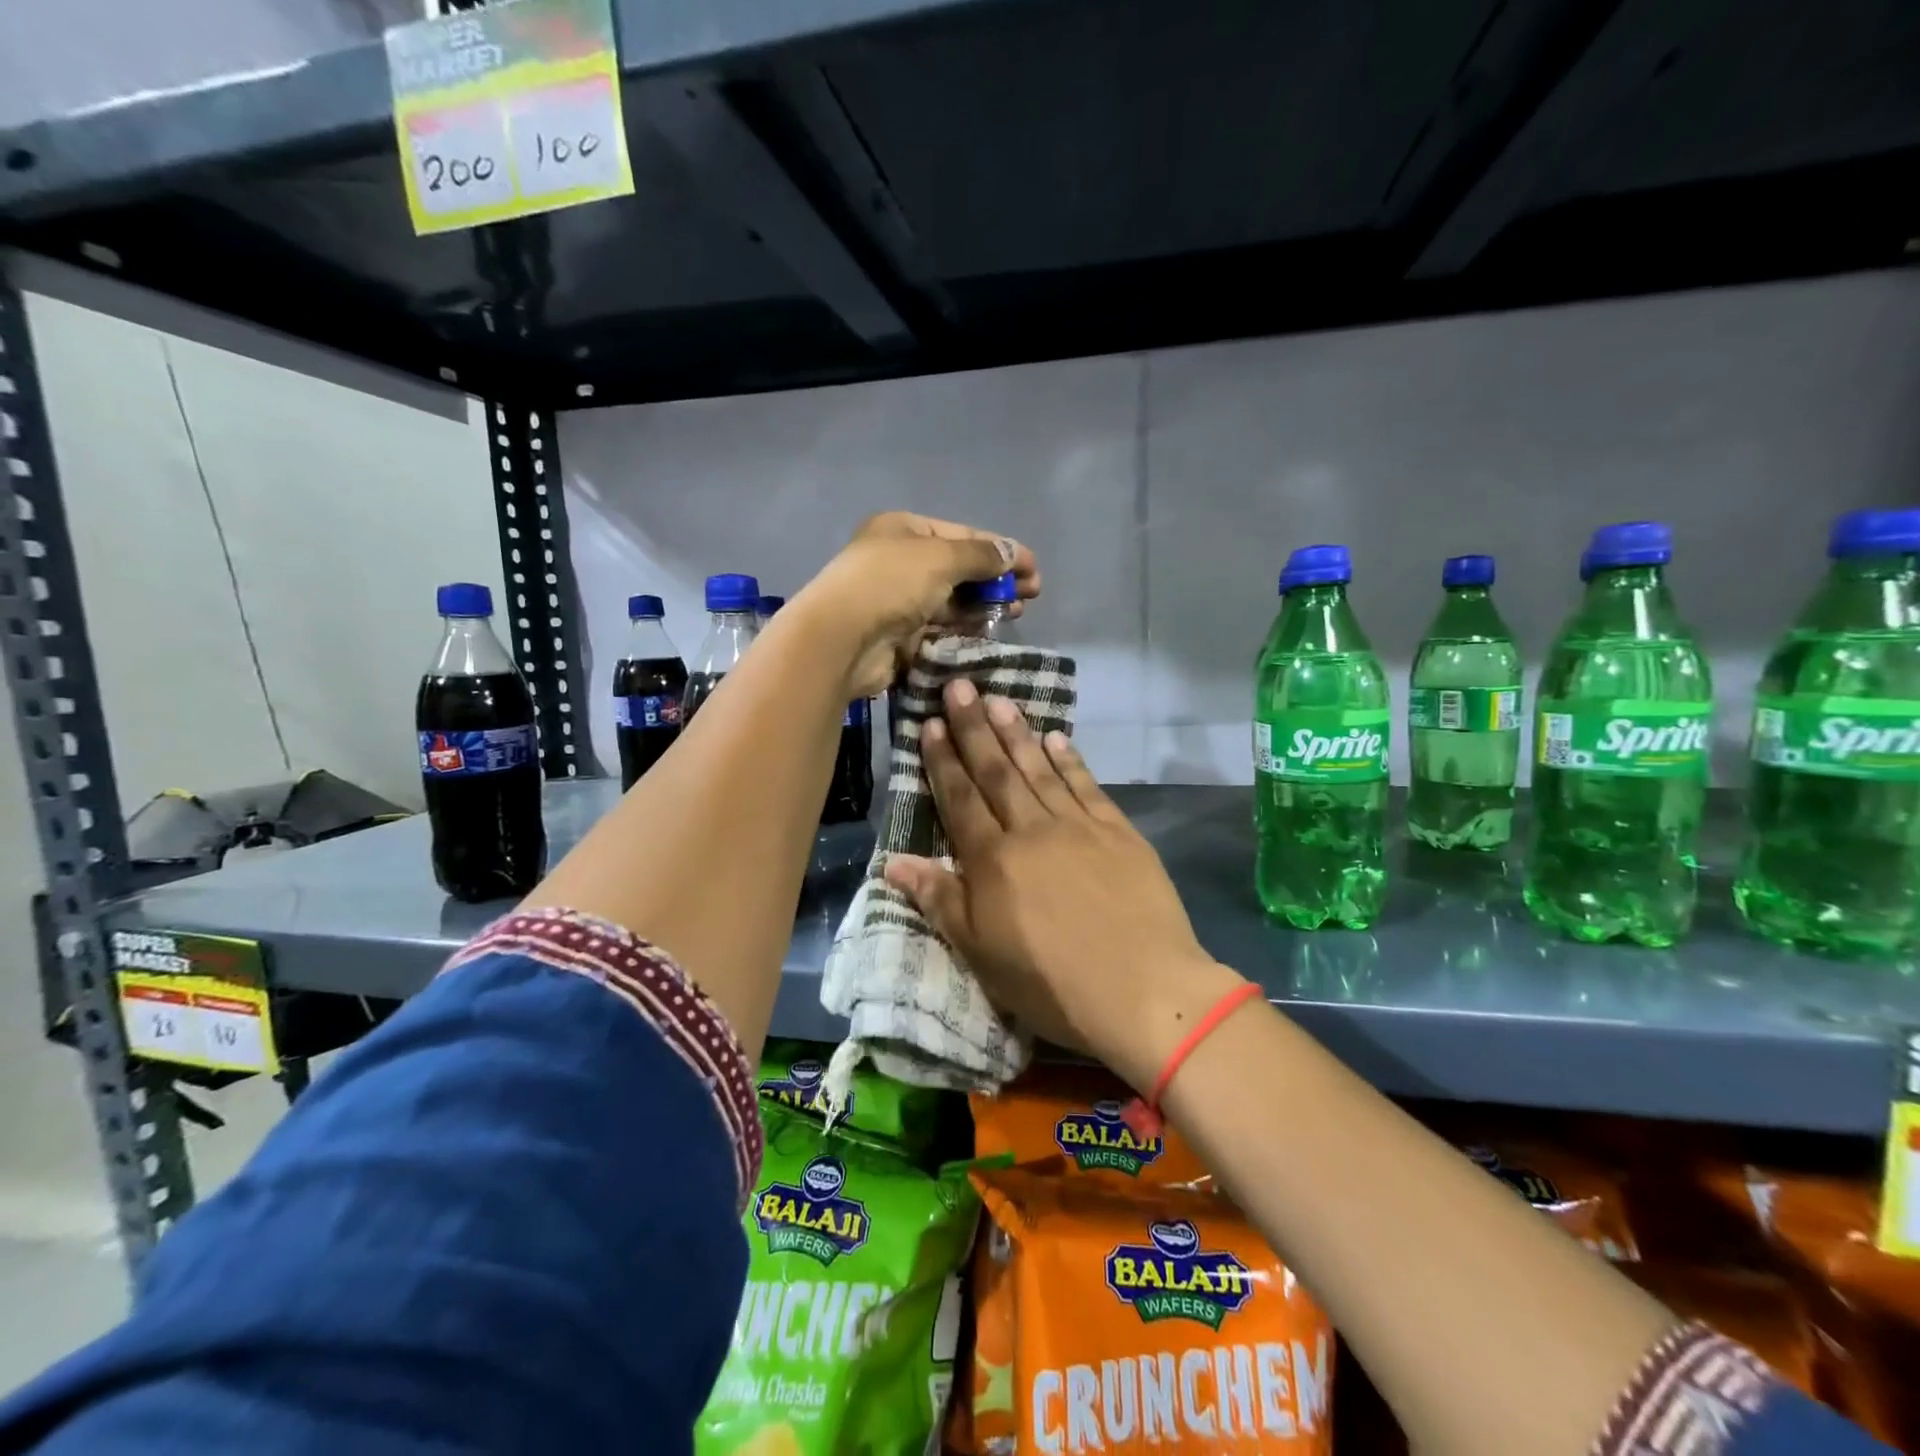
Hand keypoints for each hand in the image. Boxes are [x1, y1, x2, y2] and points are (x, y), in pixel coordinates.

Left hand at [794, 513, 1039, 697]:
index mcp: (904, 529)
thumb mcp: (942, 558)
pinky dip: (964, 628)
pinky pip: (940, 628)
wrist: (841, 639)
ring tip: (1015, 613)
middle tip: (1030, 595)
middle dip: (996, 579)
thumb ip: (981, 555)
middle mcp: (900, 561)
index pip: (962, 535)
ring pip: (951, 600)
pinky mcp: (899, 635)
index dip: (1002, 549)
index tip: (1034, 569)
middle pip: (959, 568)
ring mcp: (898, 600)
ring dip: (984, 605)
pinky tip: (989, 632)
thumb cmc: (891, 583)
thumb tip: (1013, 553)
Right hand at [884, 679, 1246, 1091]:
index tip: (930, 723)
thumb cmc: (1050, 981)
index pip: (960, 799)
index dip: (942, 760)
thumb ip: (939, 900)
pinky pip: (1087, 786)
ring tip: (999, 699)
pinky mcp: (1118, 832)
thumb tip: (892, 861)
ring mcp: (1078, 826)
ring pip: (1039, 769)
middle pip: (996, 771)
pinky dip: (1070, 760)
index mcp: (993, 860)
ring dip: (1017, 733)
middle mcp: (1031, 830)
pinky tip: (1057, 738)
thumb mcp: (980, 952)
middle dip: (974, 727)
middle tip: (959, 686)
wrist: (1142, 989)